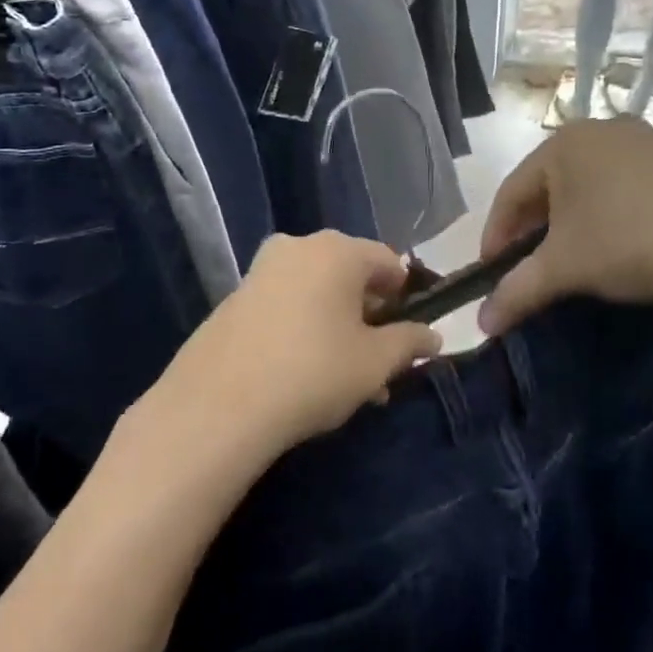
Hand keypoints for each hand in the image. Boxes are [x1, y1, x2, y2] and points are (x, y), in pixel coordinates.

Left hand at [151, 232, 441, 466]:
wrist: (219, 404)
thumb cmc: (313, 371)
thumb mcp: (375, 362)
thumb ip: (410, 343)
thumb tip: (433, 336)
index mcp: (338, 250)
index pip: (389, 262)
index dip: (406, 299)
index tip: (408, 337)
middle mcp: (298, 246)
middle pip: (351, 276)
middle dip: (370, 318)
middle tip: (378, 365)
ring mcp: (261, 270)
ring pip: (317, 294)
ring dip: (338, 329)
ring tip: (346, 381)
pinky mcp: (234, 298)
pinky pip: (285, 305)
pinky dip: (303, 329)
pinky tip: (305, 375)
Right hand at [477, 117, 652, 334]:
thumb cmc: (627, 244)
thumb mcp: (563, 269)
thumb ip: (515, 291)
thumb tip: (482, 325)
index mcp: (563, 143)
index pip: (511, 192)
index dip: (494, 235)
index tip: (490, 272)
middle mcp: (600, 130)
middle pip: (547, 184)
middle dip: (532, 228)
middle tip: (525, 266)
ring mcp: (643, 142)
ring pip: (585, 185)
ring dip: (568, 222)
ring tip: (568, 258)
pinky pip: (621, 185)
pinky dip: (605, 214)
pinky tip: (613, 243)